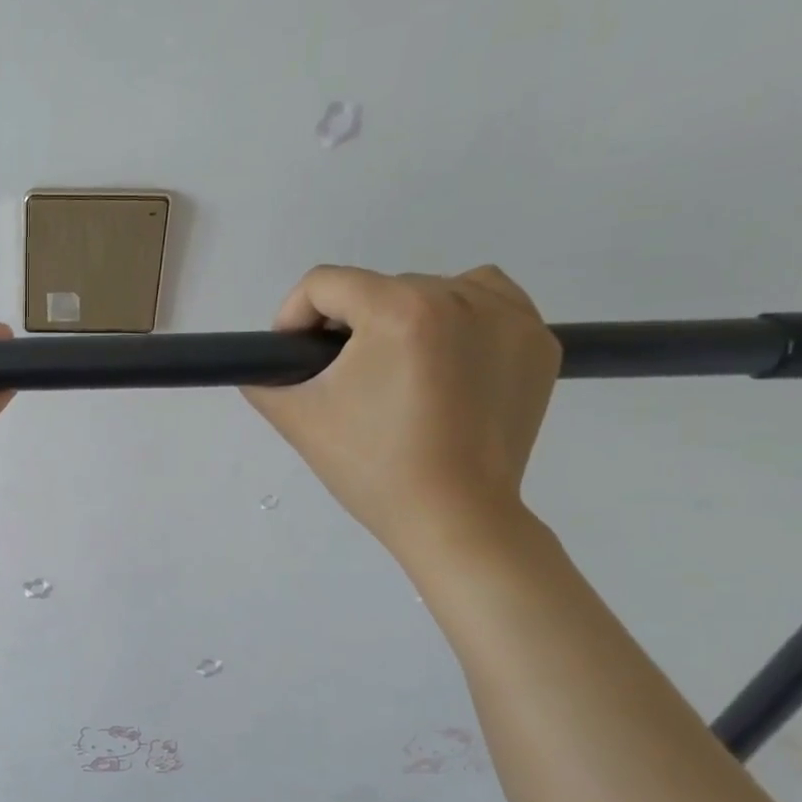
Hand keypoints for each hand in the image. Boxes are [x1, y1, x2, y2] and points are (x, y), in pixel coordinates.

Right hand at [243, 265, 560, 568]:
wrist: (454, 518)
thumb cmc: (371, 467)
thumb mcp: (296, 418)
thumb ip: (264, 377)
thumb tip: (266, 363)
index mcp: (398, 311)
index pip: (324, 284)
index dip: (294, 317)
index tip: (295, 357)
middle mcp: (459, 297)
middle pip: (377, 288)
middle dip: (349, 326)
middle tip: (345, 380)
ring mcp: (508, 317)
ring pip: (431, 289)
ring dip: (402, 317)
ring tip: (397, 368)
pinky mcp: (537, 342)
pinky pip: (487, 301)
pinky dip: (459, 317)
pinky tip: (445, 358)